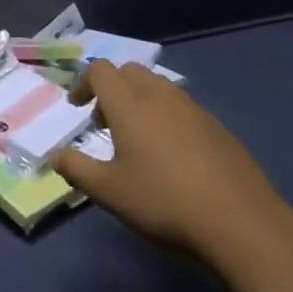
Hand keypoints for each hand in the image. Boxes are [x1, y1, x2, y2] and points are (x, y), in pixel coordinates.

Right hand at [52, 61, 291, 264]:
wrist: (238, 220)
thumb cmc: (163, 202)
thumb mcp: (109, 192)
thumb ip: (76, 169)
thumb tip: (54, 154)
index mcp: (129, 104)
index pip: (100, 71)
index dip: (83, 83)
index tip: (77, 108)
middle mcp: (160, 95)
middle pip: (129, 71)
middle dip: (111, 88)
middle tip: (104, 122)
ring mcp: (193, 108)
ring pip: (158, 86)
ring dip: (139, 100)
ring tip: (137, 139)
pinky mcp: (216, 125)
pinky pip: (181, 106)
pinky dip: (165, 115)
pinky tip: (171, 154)